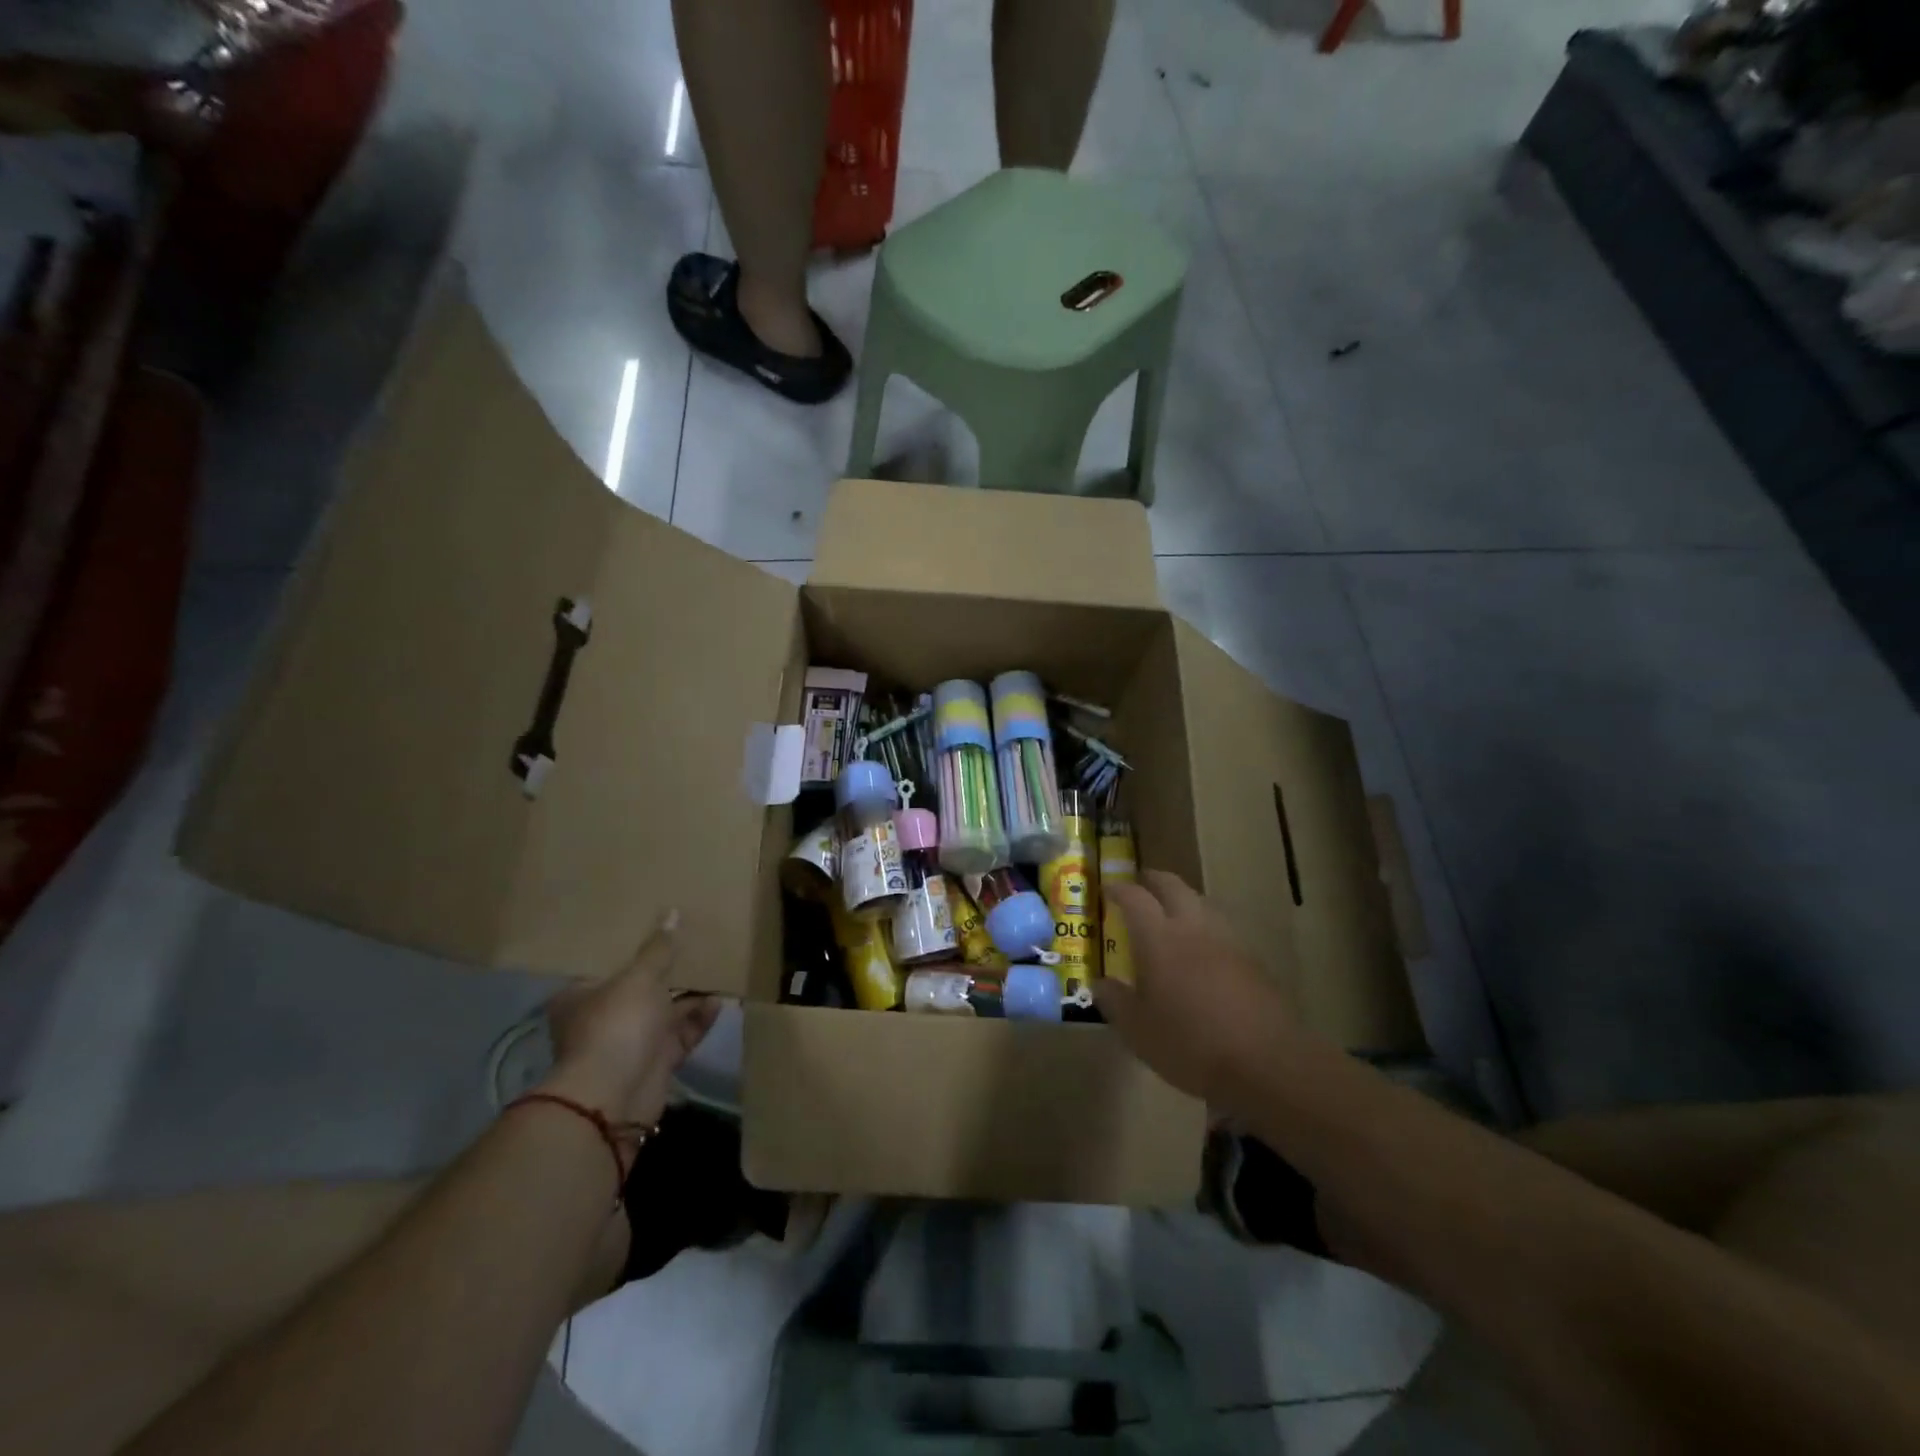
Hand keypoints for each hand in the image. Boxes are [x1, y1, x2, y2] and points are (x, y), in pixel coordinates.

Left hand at [539, 911, 720, 1130]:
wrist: (615, 1096)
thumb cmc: (616, 1024)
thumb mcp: (639, 978)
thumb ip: (659, 948)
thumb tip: (672, 912)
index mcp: (582, 995)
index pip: (606, 964)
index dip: (631, 947)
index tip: (658, 927)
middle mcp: (603, 1017)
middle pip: (639, 988)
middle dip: (668, 971)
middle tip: (696, 945)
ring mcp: (630, 1042)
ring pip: (664, 1012)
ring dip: (689, 996)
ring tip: (718, 969)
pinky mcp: (655, 1062)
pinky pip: (681, 1034)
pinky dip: (698, 1019)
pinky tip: (719, 1001)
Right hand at [1094, 872, 1297, 1107]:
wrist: (1266, 1063)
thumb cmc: (1189, 1043)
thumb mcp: (1137, 1030)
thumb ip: (1115, 1001)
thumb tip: (1099, 983)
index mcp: (1159, 938)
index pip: (1135, 898)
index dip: (1119, 889)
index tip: (1108, 888)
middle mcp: (1193, 928)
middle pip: (1173, 886)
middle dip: (1154, 880)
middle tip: (1141, 883)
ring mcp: (1228, 941)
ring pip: (1202, 904)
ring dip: (1183, 900)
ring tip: (1171, 914)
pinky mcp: (1253, 961)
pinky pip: (1222, 930)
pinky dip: (1205, 928)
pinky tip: (1202, 951)